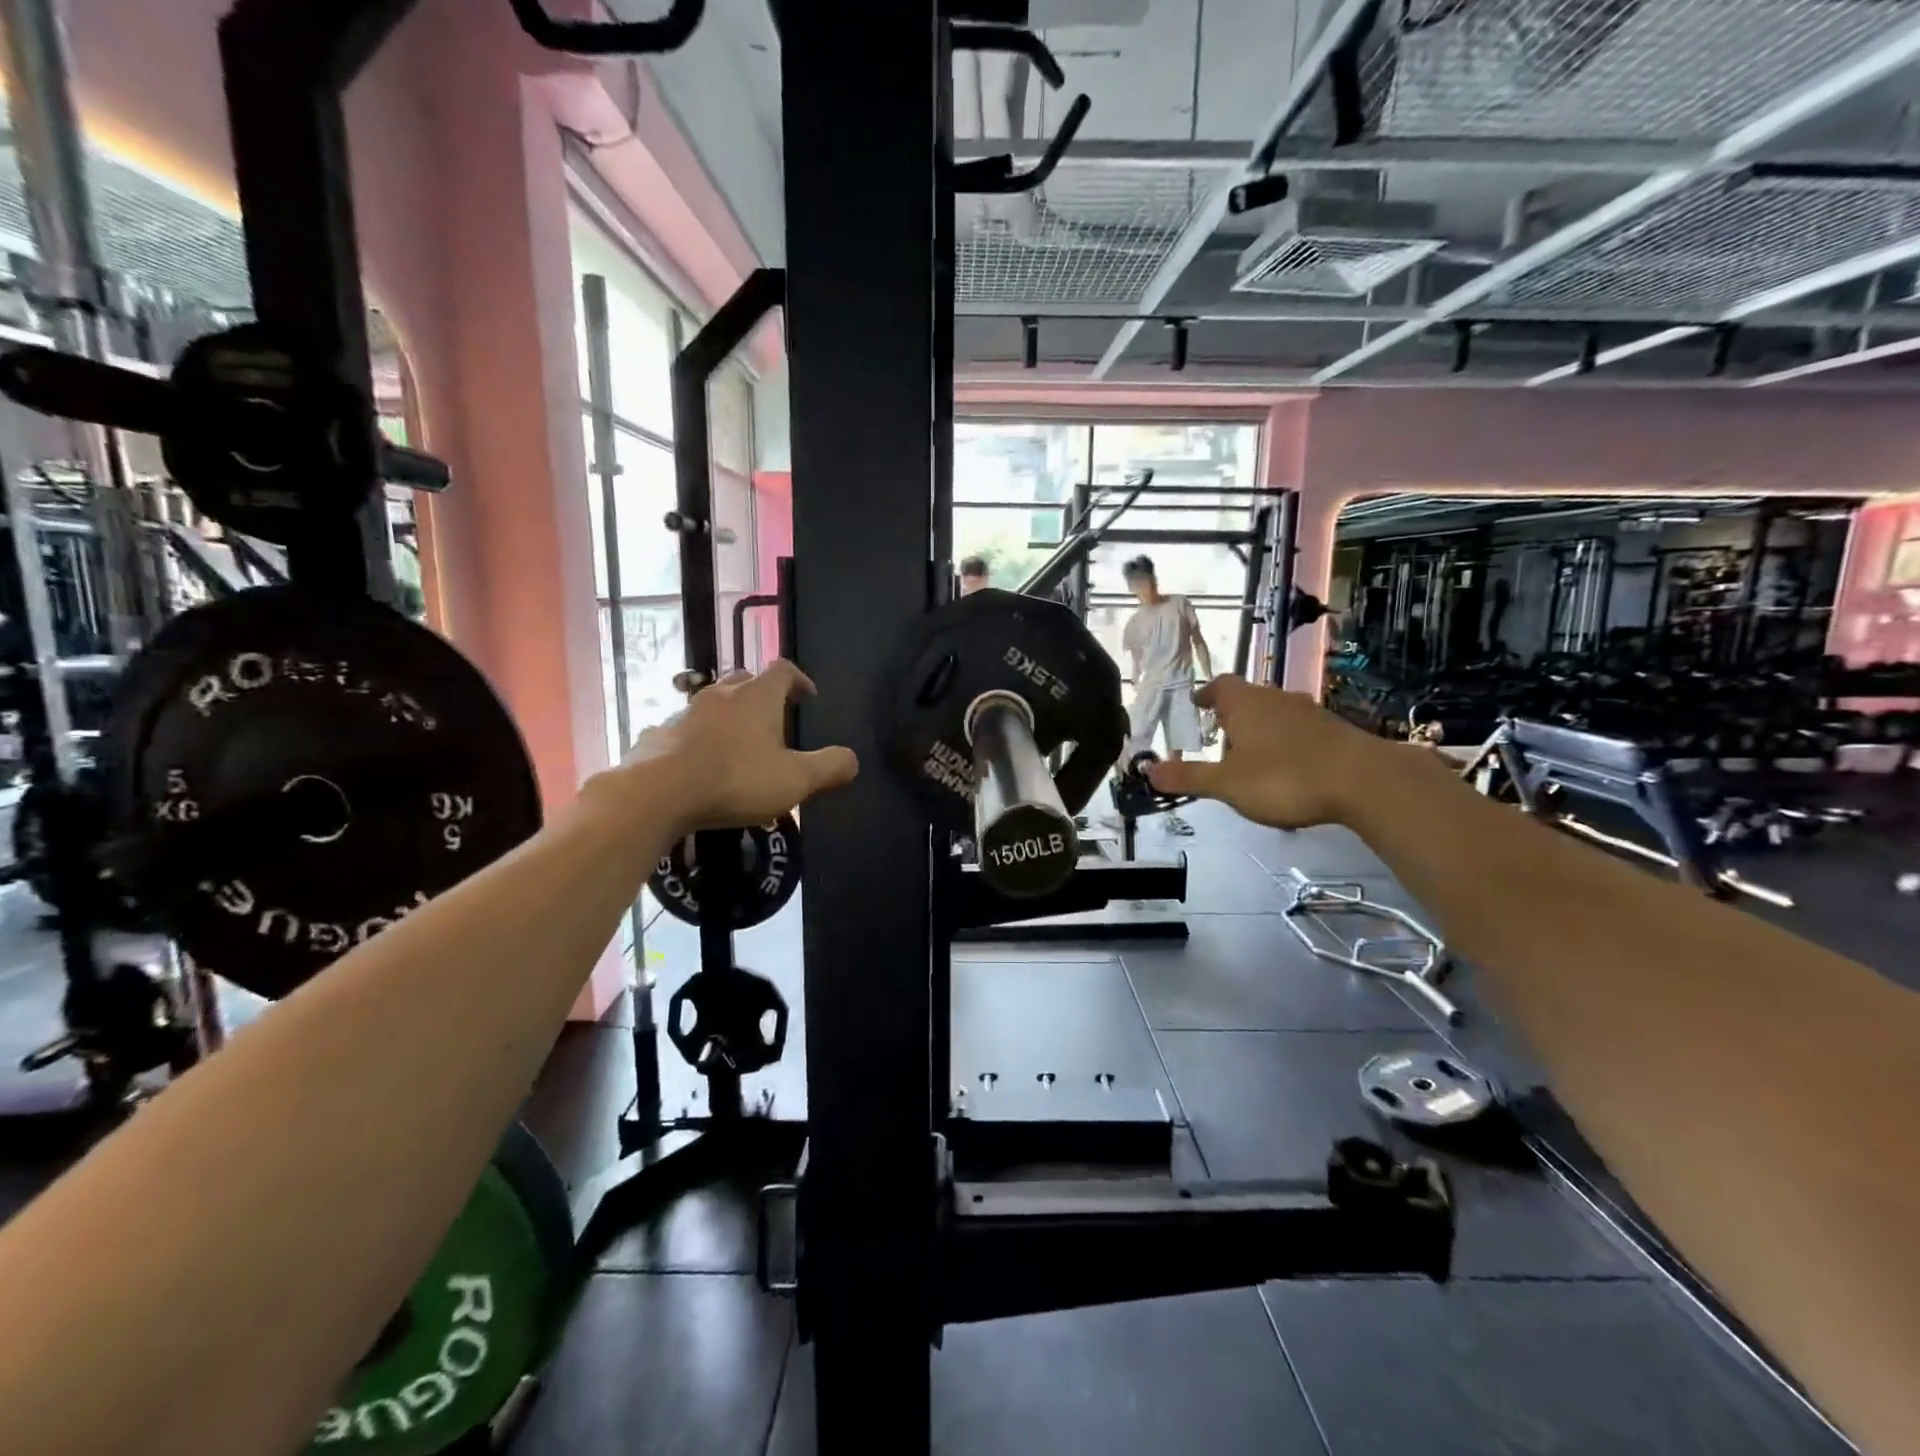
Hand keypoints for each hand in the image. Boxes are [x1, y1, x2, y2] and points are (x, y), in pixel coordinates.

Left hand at [618, 661, 858, 831]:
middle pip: (746, 680)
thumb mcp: (795, 780)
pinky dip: (698, 738)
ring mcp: (685, 712)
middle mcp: (721, 694)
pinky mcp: (658, 734)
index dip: (800, 680)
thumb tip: (852, 759)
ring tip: (738, 744)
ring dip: (728, 716)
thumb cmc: (735, 780)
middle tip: (774, 719)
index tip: (808, 698)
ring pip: (713, 703)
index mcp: (757, 696)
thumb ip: (829, 767)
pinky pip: (685, 729)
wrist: (656, 794)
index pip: (784, 669)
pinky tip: (700, 764)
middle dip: (762, 695)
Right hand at [1145, 677, 1387, 828]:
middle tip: (1220, 738)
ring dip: (1260, 730)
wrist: (1364, 781)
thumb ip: (1188, 777)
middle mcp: (1276, 699)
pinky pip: (1299, 730)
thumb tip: (1147, 771)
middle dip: (1232, 715)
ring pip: (1275, 714)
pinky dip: (1286, 743)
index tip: (1197, 705)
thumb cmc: (1284, 777)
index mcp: (1245, 704)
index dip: (1206, 694)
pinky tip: (1287, 770)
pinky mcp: (1334, 730)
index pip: (1220, 686)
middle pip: (1248, 698)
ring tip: (1250, 757)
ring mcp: (1309, 713)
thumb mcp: (1227, 784)